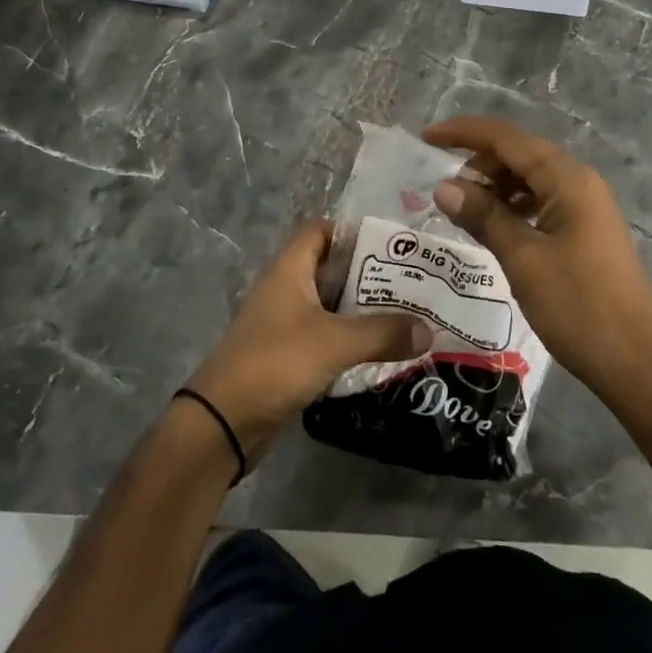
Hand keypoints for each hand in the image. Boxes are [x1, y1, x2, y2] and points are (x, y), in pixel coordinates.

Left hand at [185, 219, 430, 463]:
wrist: (223, 422)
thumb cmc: (275, 362)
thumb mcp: (334, 342)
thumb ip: (382, 333)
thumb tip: (428, 329)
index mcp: (290, 269)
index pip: (320, 230)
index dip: (351, 231)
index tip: (390, 244)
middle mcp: (286, 290)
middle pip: (331, 268)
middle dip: (368, 274)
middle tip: (410, 282)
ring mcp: (285, 324)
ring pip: (330, 306)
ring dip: (362, 311)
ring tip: (406, 315)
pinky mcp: (288, 357)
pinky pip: (326, 338)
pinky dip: (350, 341)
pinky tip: (381, 351)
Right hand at [423, 116, 651, 415]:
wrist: (636, 364)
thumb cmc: (578, 308)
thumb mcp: (523, 260)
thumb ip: (484, 216)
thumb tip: (443, 187)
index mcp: (567, 178)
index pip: (506, 138)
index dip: (463, 133)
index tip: (426, 137)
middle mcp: (579, 181)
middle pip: (519, 153)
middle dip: (479, 164)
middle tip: (446, 194)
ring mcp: (587, 205)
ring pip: (530, 178)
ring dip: (496, 186)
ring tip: (466, 212)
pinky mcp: (586, 229)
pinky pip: (542, 200)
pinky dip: (514, 206)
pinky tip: (496, 228)